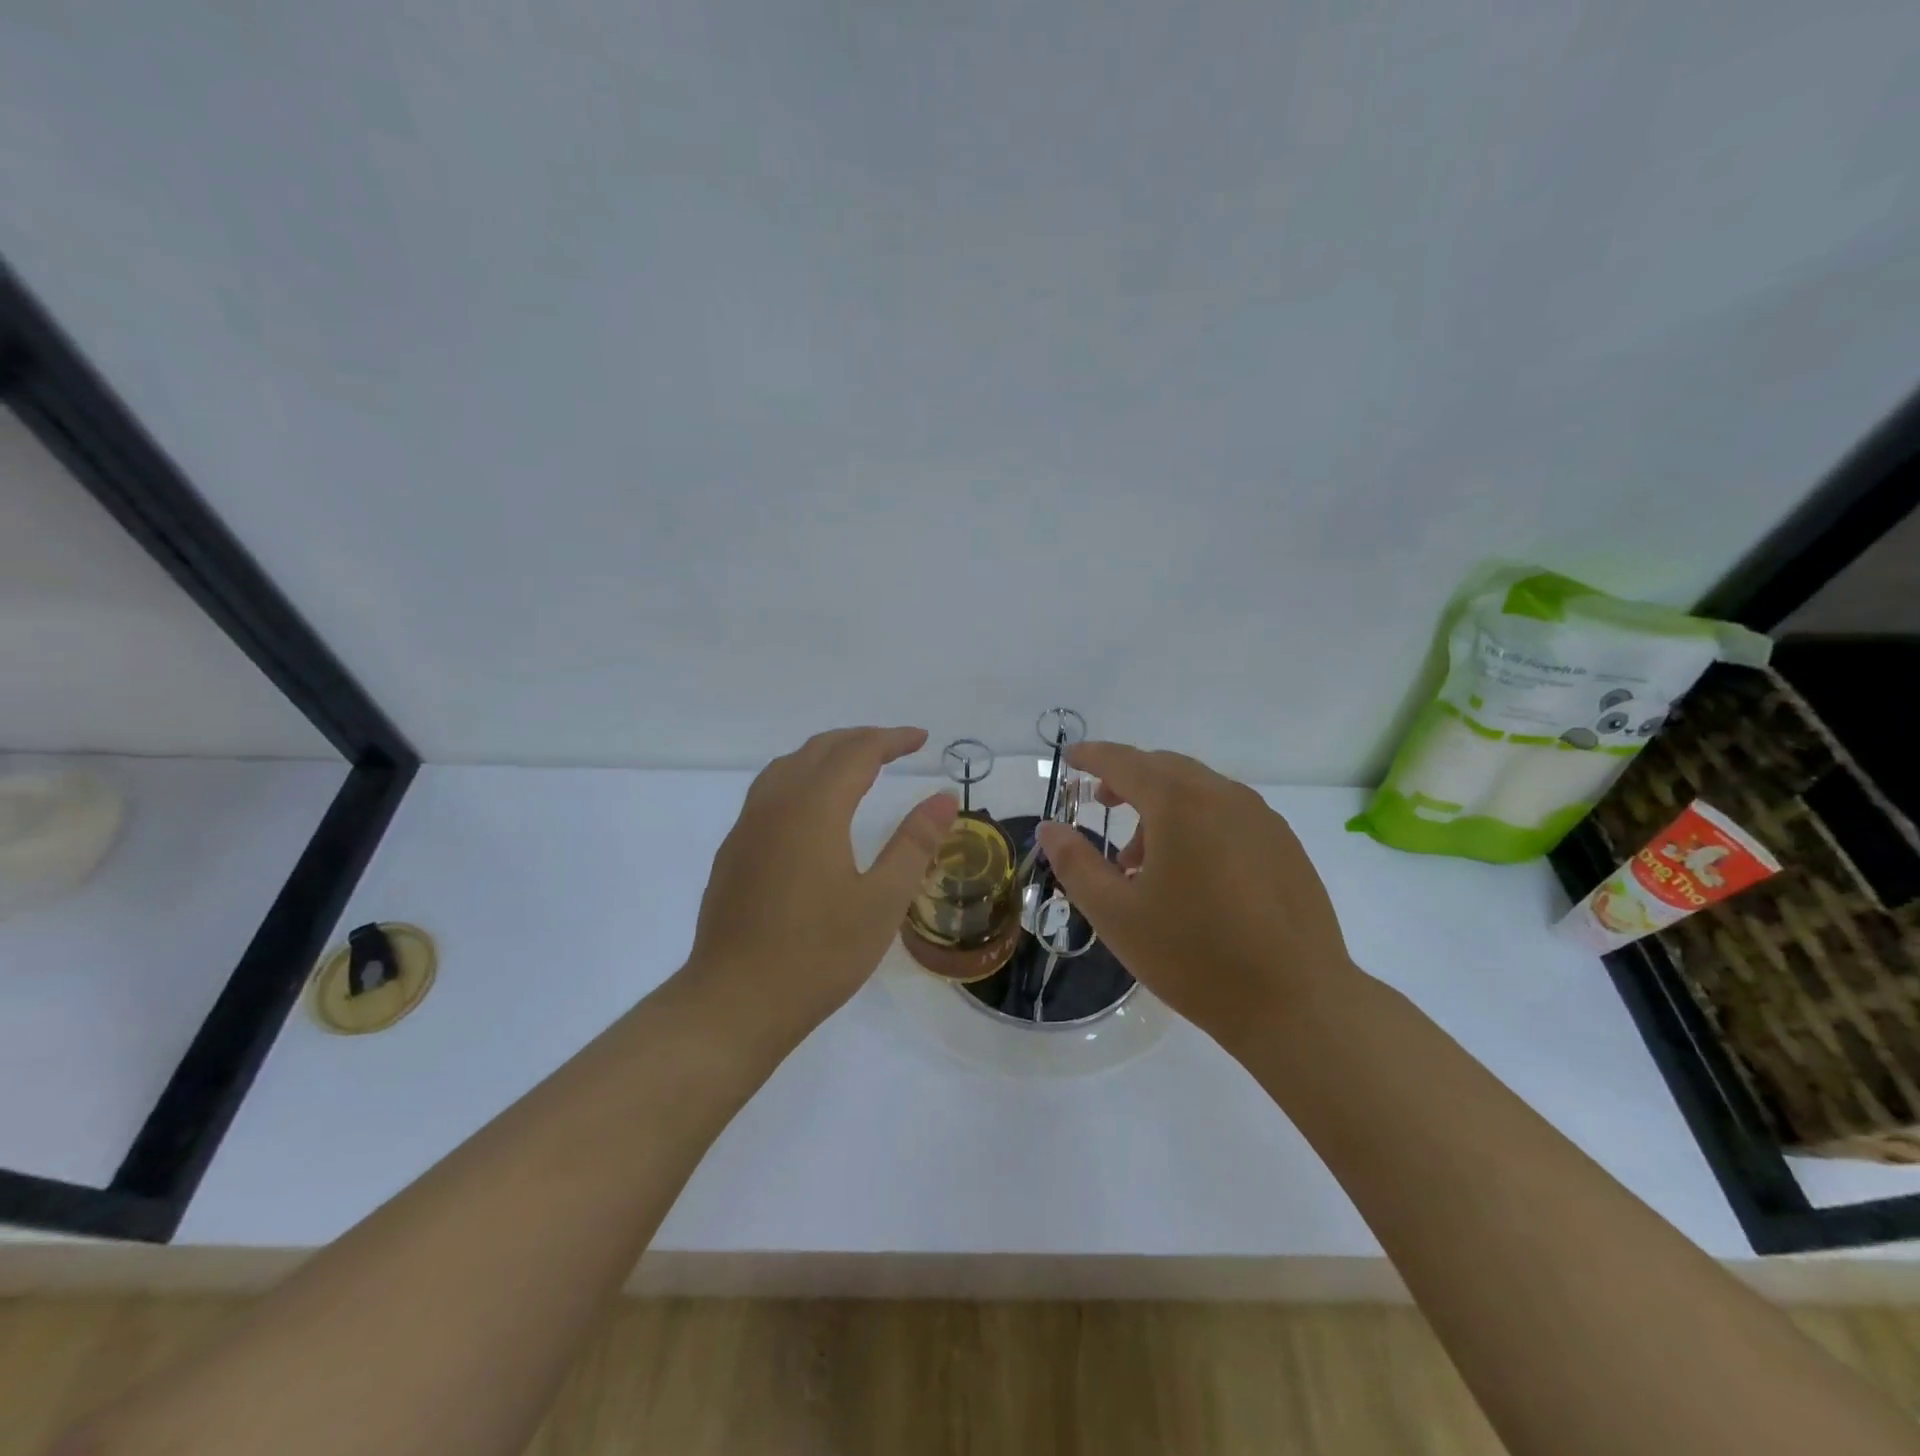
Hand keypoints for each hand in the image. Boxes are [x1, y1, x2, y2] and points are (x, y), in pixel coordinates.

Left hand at [686, 726, 959, 1038]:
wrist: (734, 1003)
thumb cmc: (817, 955)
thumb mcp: (881, 901)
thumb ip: (914, 843)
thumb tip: (944, 797)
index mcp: (813, 808)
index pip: (857, 752)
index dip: (892, 740)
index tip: (922, 739)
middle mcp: (775, 804)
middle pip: (819, 749)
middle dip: (861, 740)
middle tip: (897, 747)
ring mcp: (747, 827)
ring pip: (788, 766)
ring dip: (827, 755)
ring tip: (857, 766)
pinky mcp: (733, 852)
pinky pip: (769, 791)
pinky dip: (801, 778)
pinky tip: (813, 809)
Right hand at [1035, 742, 1357, 1049]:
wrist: (1296, 1003)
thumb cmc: (1194, 956)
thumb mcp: (1116, 914)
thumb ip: (1075, 862)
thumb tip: (1050, 827)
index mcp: (1179, 803)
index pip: (1125, 762)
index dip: (1093, 756)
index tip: (1071, 757)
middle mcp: (1224, 796)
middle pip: (1165, 768)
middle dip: (1128, 780)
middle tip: (1102, 805)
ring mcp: (1262, 819)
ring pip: (1199, 791)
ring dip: (1163, 808)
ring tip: (1142, 861)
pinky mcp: (1286, 846)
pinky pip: (1229, 814)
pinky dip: (1197, 823)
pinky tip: (1192, 874)